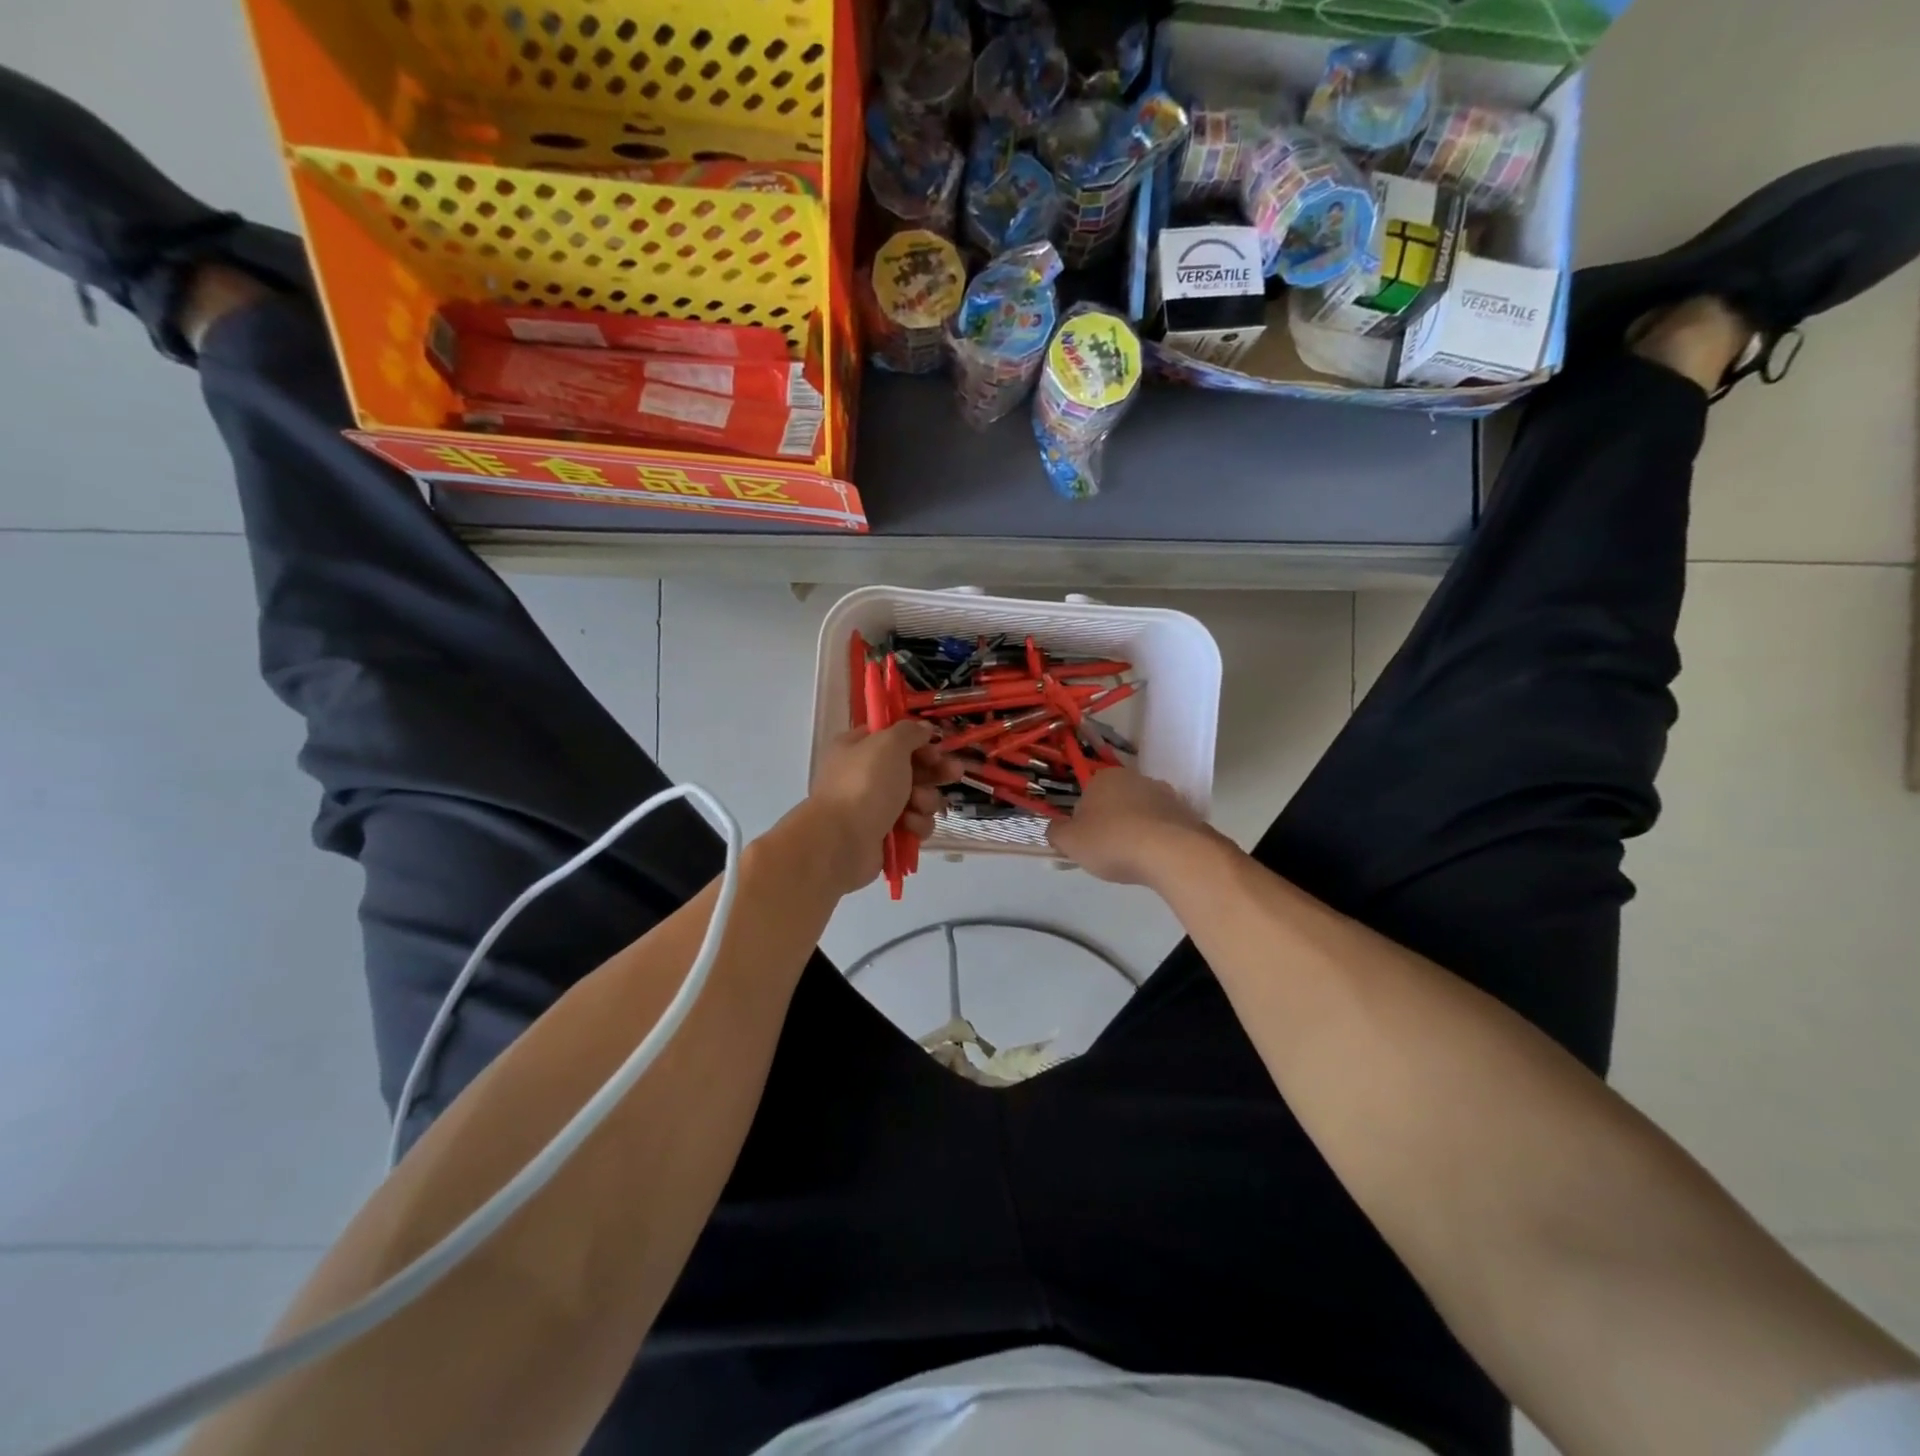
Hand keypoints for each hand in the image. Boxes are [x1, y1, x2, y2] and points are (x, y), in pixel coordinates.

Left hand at [797, 722, 957, 892]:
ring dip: (925, 800)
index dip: (918, 740)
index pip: (893, 737)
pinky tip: (908, 826)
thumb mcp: (889, 744)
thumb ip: (909, 732)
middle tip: (954, 772)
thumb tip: (923, 728)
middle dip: (934, 771)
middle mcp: (865, 775)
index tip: (937, 744)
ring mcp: (875, 806)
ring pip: (918, 798)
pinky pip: (914, 824)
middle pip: (911, 768)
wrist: (843, 841)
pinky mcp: (886, 834)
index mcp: (857, 748)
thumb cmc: (865, 784)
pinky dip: (916, 824)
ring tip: (918, 804)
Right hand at [1047, 767, 1216, 886]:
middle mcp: (1135, 778)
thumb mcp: (1069, 841)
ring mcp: (1164, 794)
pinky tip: (1155, 859)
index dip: (1083, 823)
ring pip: (1141, 814)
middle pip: (1114, 804)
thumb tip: (1055, 828)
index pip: (1085, 798)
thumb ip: (1056, 832)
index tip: (1086, 845)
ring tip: (1134, 859)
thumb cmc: (1111, 841)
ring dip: (1136, 831)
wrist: (1171, 852)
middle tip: (1108, 853)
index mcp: (1104, 778)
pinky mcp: (1186, 812)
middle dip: (1110, 824)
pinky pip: (1164, 827)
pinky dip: (1158, 839)